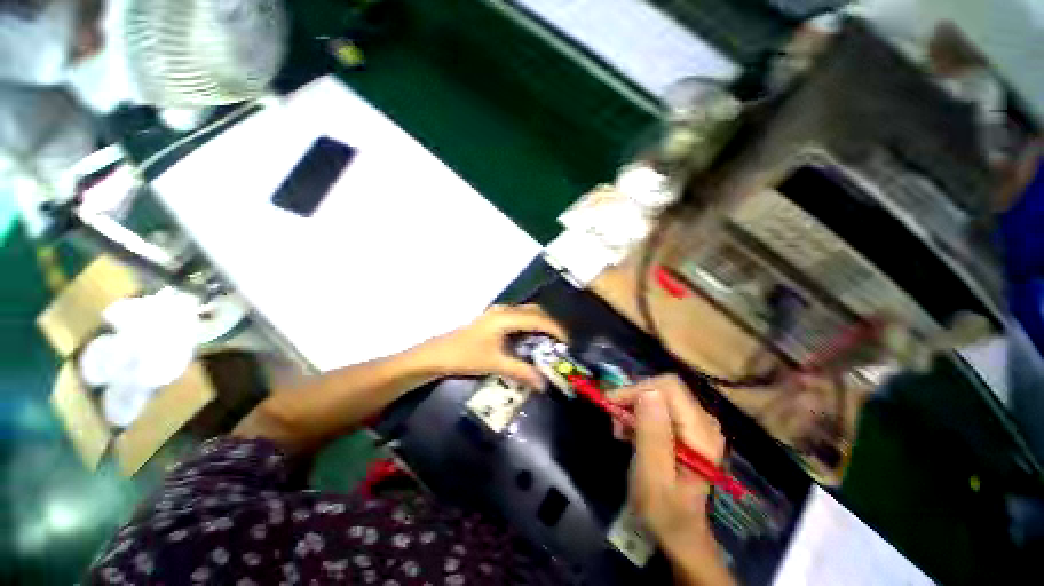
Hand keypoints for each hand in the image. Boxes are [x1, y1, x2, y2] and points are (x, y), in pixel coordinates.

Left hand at [424, 305, 567, 388]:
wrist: (437, 354)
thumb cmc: (465, 356)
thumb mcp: (495, 364)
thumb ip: (521, 372)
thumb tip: (544, 384)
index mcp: (505, 317)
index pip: (538, 319)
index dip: (555, 329)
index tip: (567, 343)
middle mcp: (504, 310)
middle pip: (535, 312)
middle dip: (550, 325)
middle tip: (560, 343)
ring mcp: (497, 313)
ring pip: (526, 313)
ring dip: (539, 325)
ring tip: (548, 343)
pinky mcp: (493, 319)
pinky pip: (518, 318)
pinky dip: (529, 326)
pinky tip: (530, 341)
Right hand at [611, 375, 733, 584]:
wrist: (680, 533)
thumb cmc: (664, 510)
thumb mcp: (653, 476)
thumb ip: (652, 434)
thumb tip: (647, 392)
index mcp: (701, 432)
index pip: (668, 388)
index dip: (637, 390)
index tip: (612, 405)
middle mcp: (704, 421)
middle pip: (664, 389)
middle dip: (633, 398)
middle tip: (614, 421)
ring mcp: (697, 424)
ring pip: (659, 395)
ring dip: (634, 407)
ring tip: (620, 430)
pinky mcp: (687, 428)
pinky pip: (659, 407)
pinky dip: (639, 415)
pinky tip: (630, 432)